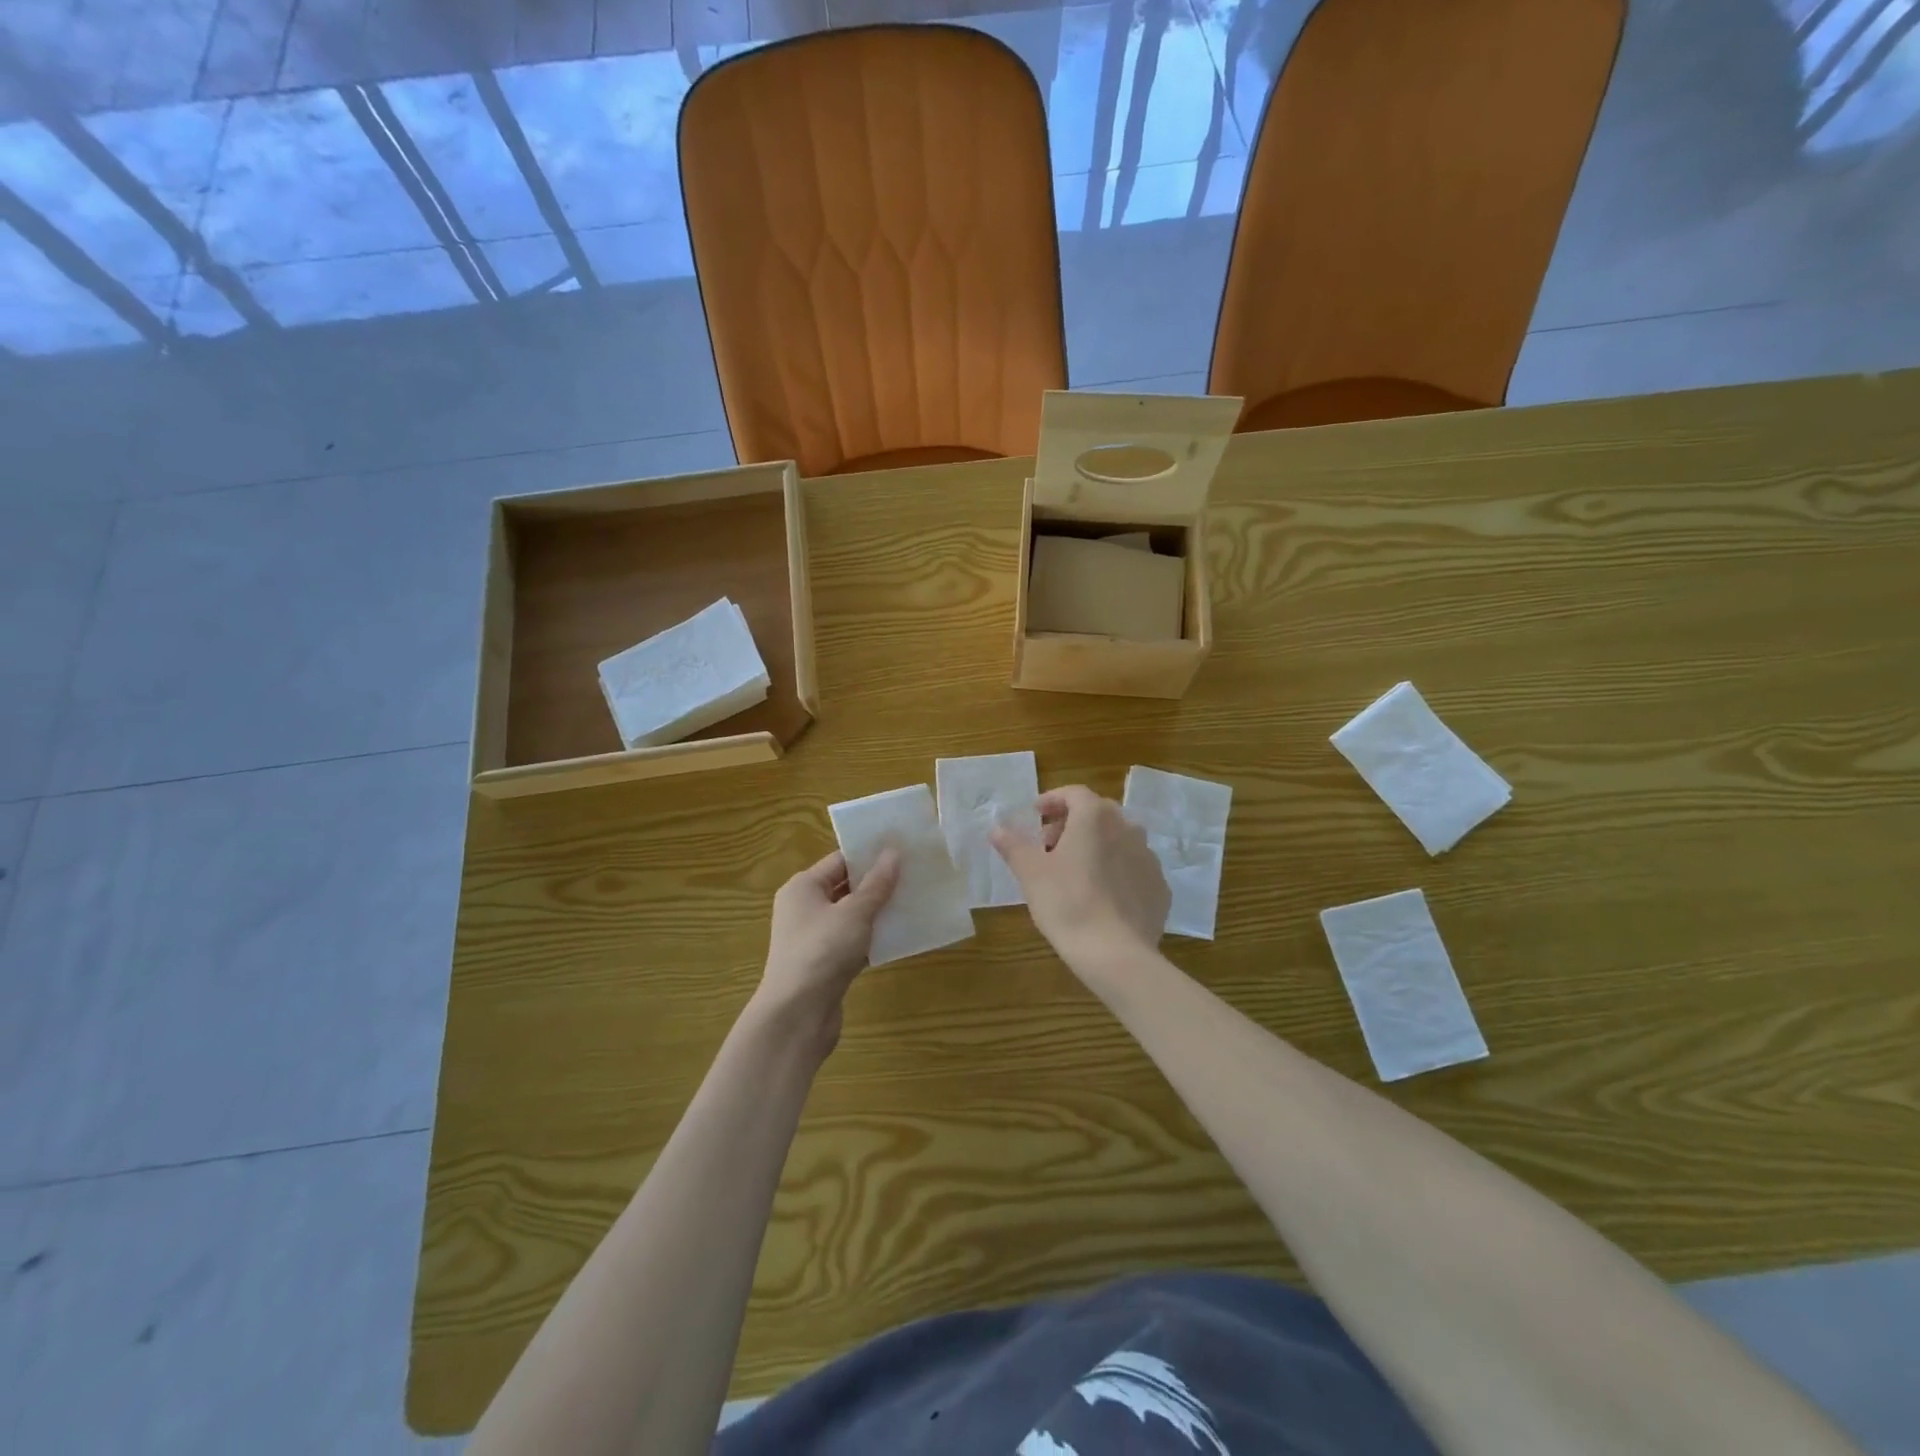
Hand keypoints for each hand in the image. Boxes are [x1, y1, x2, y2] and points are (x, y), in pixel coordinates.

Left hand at [754, 848, 899, 1057]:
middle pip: (845, 887)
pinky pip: (853, 942)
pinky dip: (872, 938)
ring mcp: (814, 938)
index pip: (840, 860)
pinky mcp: (825, 964)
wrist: (797, 1015)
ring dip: (878, 912)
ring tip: (913, 901)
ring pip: (851, 916)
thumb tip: (893, 853)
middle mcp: (804, 908)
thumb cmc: (822, 951)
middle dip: (877, 883)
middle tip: (914, 874)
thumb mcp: (855, 913)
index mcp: (803, 887)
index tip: (903, 849)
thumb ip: (877, 884)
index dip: (870, 854)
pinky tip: (900, 936)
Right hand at [990, 785, 1168, 967]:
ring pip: (1119, 840)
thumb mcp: (1031, 873)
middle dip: (1072, 823)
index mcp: (1096, 817)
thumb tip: (997, 829)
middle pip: (1098, 813)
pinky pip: (1133, 868)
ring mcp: (1149, 858)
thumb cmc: (1067, 903)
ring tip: (1074, 871)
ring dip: (1096, 845)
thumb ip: (1013, 846)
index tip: (1035, 815)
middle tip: (1049, 845)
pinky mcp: (1159, 887)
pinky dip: (1116, 871)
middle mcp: (1128, 828)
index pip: (1074, 793)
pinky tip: (1100, 896)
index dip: (1052, 800)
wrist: (1116, 953)